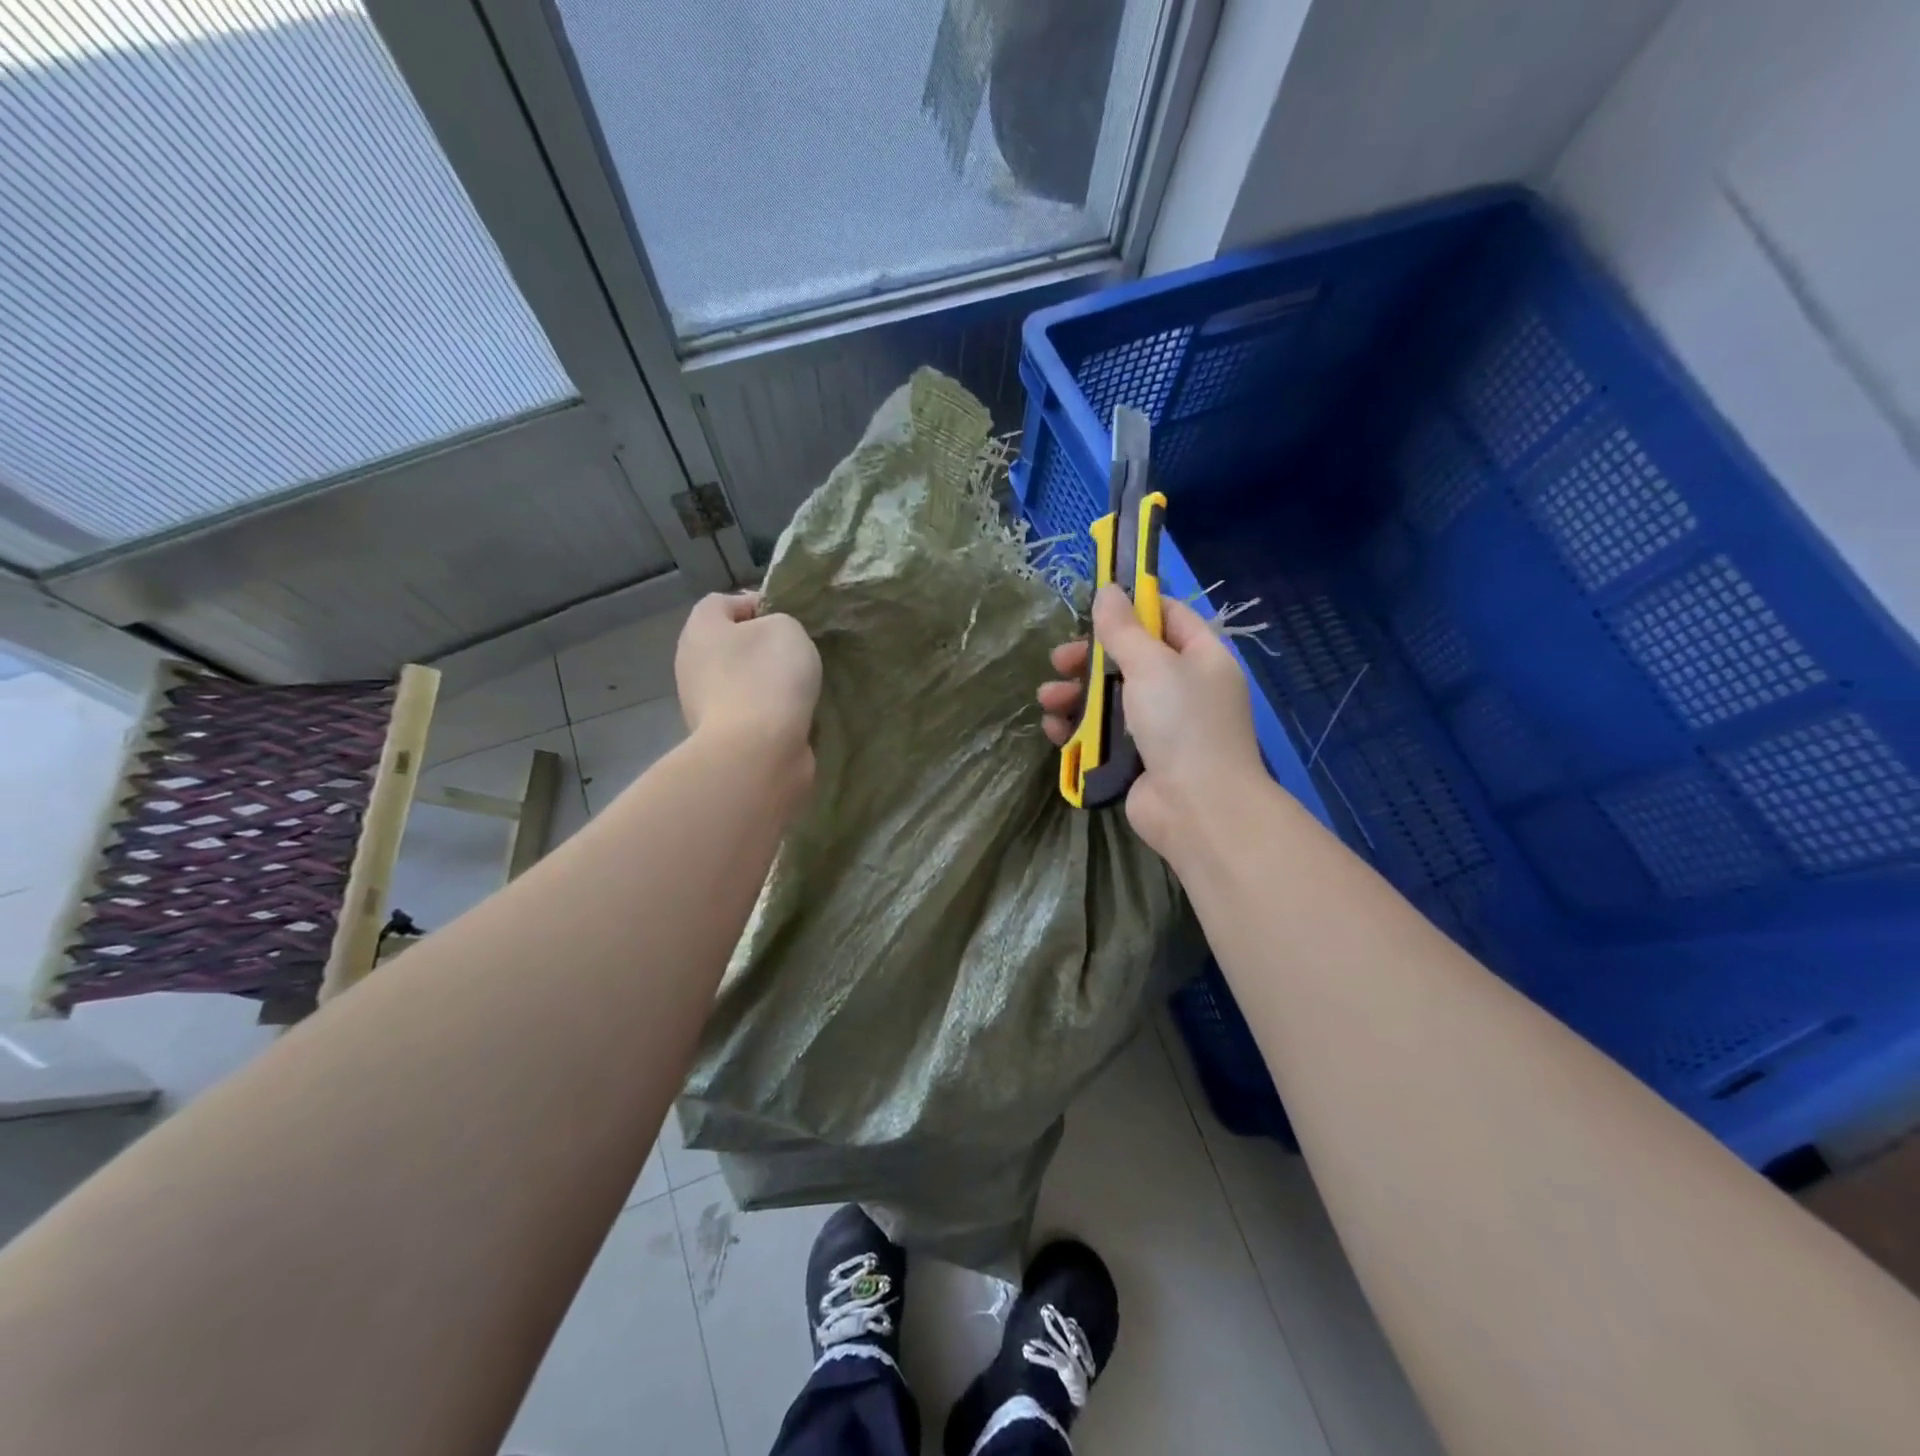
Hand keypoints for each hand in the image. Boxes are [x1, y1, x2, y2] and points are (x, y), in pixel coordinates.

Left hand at [676, 592, 821, 764]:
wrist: (756, 753)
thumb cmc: (767, 678)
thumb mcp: (787, 629)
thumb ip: (779, 622)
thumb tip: (771, 640)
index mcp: (700, 629)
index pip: (723, 602)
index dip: (758, 604)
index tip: (791, 620)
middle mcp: (691, 663)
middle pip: (730, 644)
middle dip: (762, 648)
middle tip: (797, 654)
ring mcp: (702, 703)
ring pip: (739, 680)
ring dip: (766, 683)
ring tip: (799, 689)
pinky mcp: (719, 736)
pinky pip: (747, 712)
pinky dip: (767, 713)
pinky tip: (791, 718)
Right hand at [1039, 585, 1265, 858]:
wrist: (1198, 808)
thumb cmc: (1181, 723)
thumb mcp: (1152, 665)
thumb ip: (1124, 629)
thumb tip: (1108, 590)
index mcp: (1201, 658)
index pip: (1168, 616)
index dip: (1133, 607)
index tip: (1094, 606)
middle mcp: (1184, 688)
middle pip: (1131, 659)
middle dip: (1090, 658)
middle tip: (1060, 660)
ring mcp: (1161, 727)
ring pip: (1111, 698)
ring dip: (1075, 695)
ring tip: (1048, 699)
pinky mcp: (1138, 759)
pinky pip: (1104, 734)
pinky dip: (1079, 729)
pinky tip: (1055, 730)